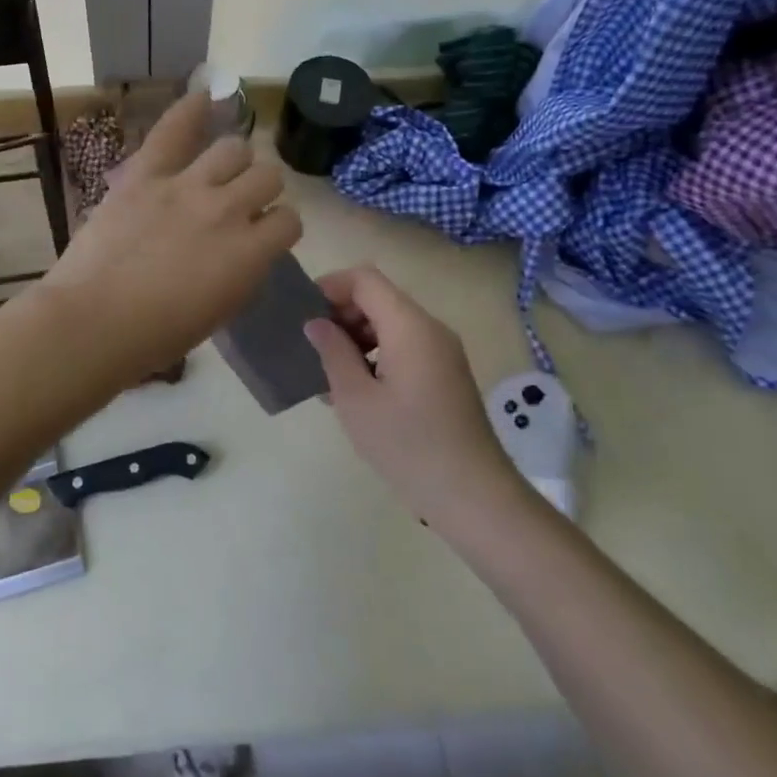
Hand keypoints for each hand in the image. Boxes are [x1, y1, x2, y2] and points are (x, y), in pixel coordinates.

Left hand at [41, 92, 302, 388]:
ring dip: (234, 160)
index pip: (289, 221)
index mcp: (250, 255)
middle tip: (239, 203)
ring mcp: (187, 186)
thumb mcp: (219, 311)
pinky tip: (204, 98)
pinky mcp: (146, 175)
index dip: (278, 227)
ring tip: (218, 170)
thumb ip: (243, 271)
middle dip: (260, 189)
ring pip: (234, 148)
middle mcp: (228, 210)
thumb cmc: (156, 335)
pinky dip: (191, 110)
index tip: (262, 236)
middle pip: (267, 175)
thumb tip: (247, 249)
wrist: (93, 321)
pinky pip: (175, 130)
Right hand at [304, 267, 525, 524]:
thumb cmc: (407, 445)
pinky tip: (356, 391)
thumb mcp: (356, 399)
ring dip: (356, 338)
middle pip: (379, 299)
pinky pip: (404, 346)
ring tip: (328, 374)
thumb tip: (317, 323)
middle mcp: (430, 329)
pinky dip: (376, 355)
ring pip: (390, 324)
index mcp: (410, 326)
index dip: (330, 286)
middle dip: (341, 314)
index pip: (365, 279)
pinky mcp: (446, 374)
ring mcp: (442, 352)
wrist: (473, 496)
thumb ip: (333, 352)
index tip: (303, 313)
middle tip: (312, 348)